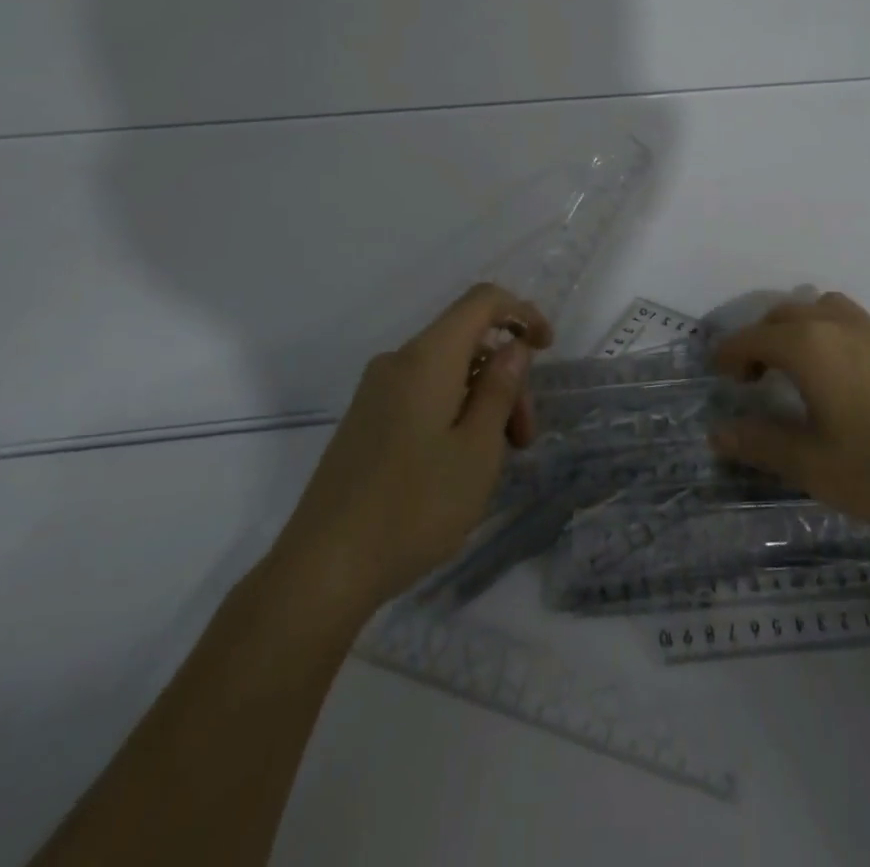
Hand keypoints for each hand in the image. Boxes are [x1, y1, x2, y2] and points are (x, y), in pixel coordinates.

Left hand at [280, 283, 552, 612]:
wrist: (322, 569)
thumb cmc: (414, 507)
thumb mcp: (477, 450)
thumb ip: (499, 388)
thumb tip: (513, 346)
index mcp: (427, 357)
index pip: (481, 301)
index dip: (521, 312)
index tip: (547, 349)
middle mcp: (398, 362)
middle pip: (467, 342)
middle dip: (505, 377)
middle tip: (523, 439)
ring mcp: (376, 392)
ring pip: (447, 372)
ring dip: (482, 401)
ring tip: (495, 462)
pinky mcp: (365, 420)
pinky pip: (423, 394)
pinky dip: (455, 413)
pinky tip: (460, 464)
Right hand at [709, 291, 869, 531]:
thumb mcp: (812, 466)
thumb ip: (760, 444)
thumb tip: (717, 431)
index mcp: (809, 347)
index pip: (753, 338)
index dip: (729, 353)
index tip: (717, 373)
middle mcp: (837, 326)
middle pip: (784, 314)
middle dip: (760, 338)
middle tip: (753, 376)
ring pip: (821, 308)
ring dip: (797, 327)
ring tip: (796, 365)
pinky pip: (850, 321)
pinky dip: (829, 332)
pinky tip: (841, 374)